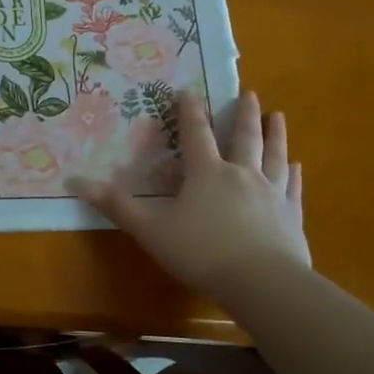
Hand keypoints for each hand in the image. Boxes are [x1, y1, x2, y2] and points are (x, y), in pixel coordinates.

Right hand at [70, 89, 307, 294]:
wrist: (262, 283)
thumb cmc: (201, 253)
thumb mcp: (151, 230)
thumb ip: (117, 206)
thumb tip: (76, 181)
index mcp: (207, 174)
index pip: (196, 135)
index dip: (191, 112)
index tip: (190, 90)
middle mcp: (242, 175)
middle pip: (244, 137)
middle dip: (244, 114)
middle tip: (250, 93)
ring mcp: (271, 194)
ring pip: (274, 155)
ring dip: (276, 134)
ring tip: (278, 115)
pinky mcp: (291, 217)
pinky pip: (292, 188)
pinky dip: (294, 174)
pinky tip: (297, 166)